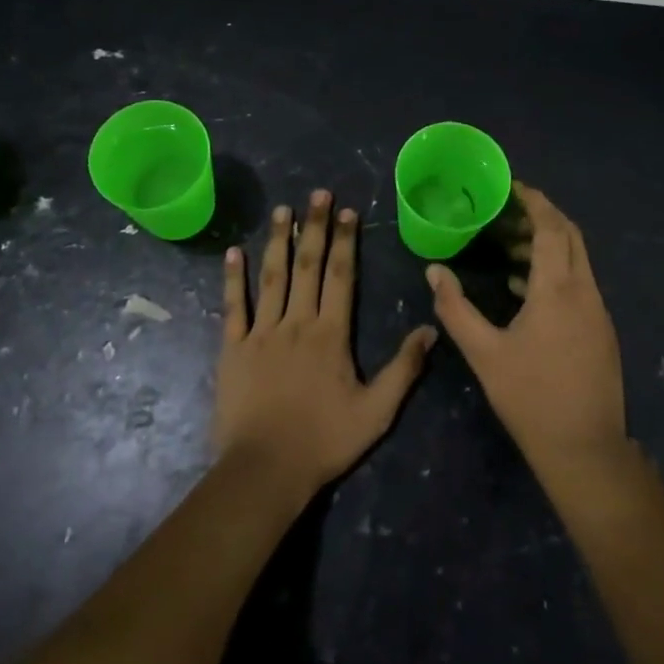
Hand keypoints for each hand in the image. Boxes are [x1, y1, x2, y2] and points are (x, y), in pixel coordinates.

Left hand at [216, 189, 438, 498]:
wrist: (265, 470)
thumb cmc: (324, 440)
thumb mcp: (376, 412)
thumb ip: (403, 369)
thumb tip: (430, 329)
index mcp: (331, 333)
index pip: (341, 276)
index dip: (346, 241)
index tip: (348, 211)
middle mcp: (297, 322)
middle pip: (308, 265)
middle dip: (314, 227)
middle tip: (318, 193)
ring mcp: (261, 332)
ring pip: (271, 277)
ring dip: (277, 241)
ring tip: (281, 210)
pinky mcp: (233, 348)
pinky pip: (234, 307)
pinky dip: (233, 279)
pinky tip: (233, 253)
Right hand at [427, 182, 625, 469]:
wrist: (585, 449)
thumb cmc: (530, 397)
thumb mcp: (484, 353)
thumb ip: (455, 309)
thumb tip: (434, 271)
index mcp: (558, 289)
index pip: (551, 227)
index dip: (534, 202)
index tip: (511, 187)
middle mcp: (585, 291)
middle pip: (570, 235)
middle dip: (541, 216)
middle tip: (506, 212)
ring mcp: (598, 311)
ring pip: (577, 259)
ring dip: (547, 244)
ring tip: (508, 247)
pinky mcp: (601, 330)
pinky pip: (580, 282)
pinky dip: (555, 270)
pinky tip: (524, 289)